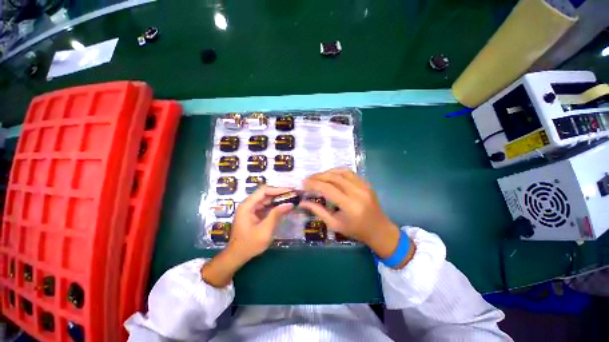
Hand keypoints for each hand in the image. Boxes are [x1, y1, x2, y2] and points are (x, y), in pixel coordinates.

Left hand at [228, 186, 294, 260]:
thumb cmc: (249, 244)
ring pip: (267, 199)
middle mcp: (248, 204)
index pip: (264, 191)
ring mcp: (251, 209)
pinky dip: (275, 206)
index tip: (290, 191)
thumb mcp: (265, 230)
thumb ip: (276, 215)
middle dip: (280, 193)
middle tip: (293, 194)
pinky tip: (284, 206)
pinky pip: (266, 206)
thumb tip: (289, 204)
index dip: (277, 189)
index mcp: (247, 206)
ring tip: (291, 199)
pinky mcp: (254, 214)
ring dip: (278, 199)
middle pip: (265, 194)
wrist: (237, 256)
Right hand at [300, 169, 414, 266]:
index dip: (314, 184)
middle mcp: (358, 192)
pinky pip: (350, 173)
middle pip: (334, 177)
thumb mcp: (334, 224)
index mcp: (350, 206)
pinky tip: (331, 175)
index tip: (303, 183)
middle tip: (308, 179)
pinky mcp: (367, 183)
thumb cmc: (356, 231)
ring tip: (317, 177)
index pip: (328, 189)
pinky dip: (338, 171)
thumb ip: (318, 211)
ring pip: (342, 172)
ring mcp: (364, 186)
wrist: (379, 230)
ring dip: (327, 172)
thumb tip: (302, 202)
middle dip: (318, 176)